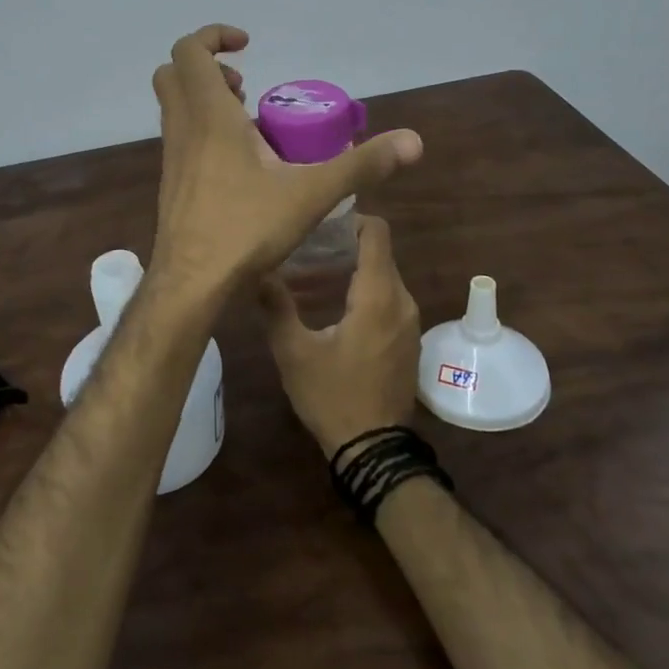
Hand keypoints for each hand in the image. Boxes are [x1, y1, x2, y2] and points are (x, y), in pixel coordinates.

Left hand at [149, 25, 422, 294]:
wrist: (190, 283)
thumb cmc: (244, 229)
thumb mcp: (311, 194)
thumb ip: (361, 165)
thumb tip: (413, 141)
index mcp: (208, 116)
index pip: (189, 51)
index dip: (213, 36)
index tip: (248, 45)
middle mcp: (182, 129)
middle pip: (173, 74)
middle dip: (208, 68)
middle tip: (247, 89)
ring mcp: (171, 158)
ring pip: (175, 109)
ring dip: (206, 101)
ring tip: (251, 125)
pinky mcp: (172, 184)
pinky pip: (181, 139)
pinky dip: (204, 133)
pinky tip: (241, 166)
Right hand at [258, 216, 422, 458]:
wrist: (373, 449)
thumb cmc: (332, 396)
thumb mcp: (294, 352)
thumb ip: (277, 306)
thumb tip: (258, 269)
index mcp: (378, 296)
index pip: (376, 233)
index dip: (350, 219)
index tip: (318, 225)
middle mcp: (402, 301)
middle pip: (378, 253)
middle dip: (343, 247)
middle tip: (303, 253)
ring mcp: (410, 321)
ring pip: (383, 276)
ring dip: (351, 271)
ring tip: (310, 280)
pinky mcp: (408, 339)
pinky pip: (389, 299)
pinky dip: (364, 292)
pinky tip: (332, 308)